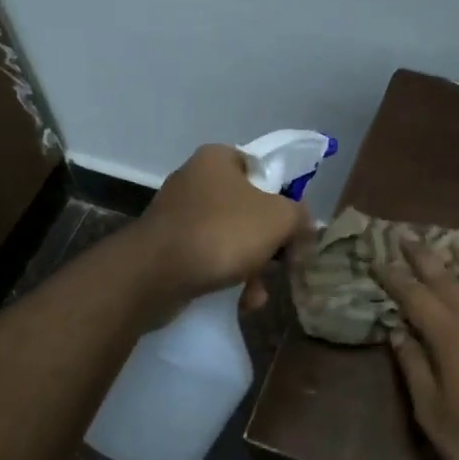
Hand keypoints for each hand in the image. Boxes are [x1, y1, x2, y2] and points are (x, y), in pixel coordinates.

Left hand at [133, 145, 311, 319]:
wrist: (154, 275)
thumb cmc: (221, 233)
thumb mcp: (279, 219)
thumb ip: (300, 218)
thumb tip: (304, 229)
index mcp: (218, 158)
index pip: (263, 171)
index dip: (284, 199)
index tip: (293, 229)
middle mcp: (194, 180)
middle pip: (248, 209)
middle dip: (267, 244)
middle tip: (280, 265)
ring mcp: (177, 215)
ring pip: (229, 238)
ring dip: (250, 268)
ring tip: (256, 294)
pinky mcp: (166, 247)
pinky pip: (207, 258)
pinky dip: (226, 277)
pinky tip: (238, 301)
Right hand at [374, 240, 458, 459]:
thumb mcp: (432, 415)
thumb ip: (414, 368)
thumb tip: (396, 331)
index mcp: (449, 337)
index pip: (414, 296)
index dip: (393, 277)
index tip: (376, 259)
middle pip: (448, 278)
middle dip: (424, 256)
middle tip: (407, 236)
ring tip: (457, 243)